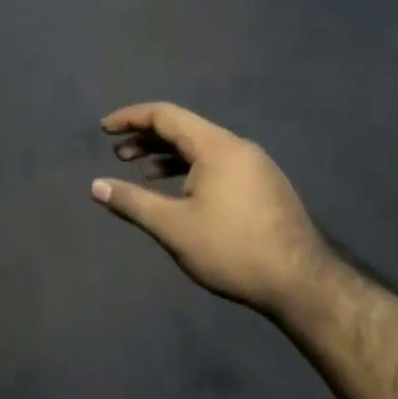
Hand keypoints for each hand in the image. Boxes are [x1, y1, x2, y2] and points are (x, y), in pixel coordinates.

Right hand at [91, 102, 340, 315]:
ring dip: (168, 155)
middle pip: (184, 129)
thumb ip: (132, 202)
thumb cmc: (231, 249)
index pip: (165, 115)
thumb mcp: (173, 227)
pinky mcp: (264, 186)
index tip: (104, 129)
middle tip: (118, 155)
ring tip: (142, 173)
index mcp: (216, 147)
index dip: (130, 118)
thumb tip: (96, 186)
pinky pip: (218, 164)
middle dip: (147, 138)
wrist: (302, 283)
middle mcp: (237, 147)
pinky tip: (179, 193)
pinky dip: (190, 169)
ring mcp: (255, 166)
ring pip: (202, 148)